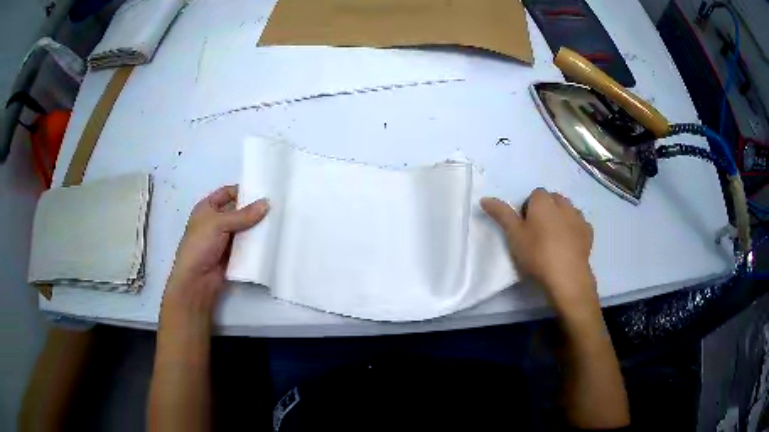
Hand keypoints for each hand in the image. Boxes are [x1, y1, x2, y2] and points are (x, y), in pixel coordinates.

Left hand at [162, 185, 268, 320]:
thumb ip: (243, 215)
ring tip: (279, 221)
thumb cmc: (200, 245)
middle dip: (254, 209)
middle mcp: (216, 221)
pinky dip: (257, 243)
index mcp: (207, 208)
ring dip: (257, 226)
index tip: (263, 191)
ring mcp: (224, 239)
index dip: (243, 190)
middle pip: (238, 210)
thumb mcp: (219, 224)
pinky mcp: (233, 254)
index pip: (227, 193)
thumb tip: (266, 203)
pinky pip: (247, 245)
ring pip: (244, 228)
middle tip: (276, 206)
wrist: (197, 280)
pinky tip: (272, 239)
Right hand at [481, 188, 596, 313]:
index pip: (534, 194)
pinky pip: (579, 224)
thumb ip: (501, 214)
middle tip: (537, 233)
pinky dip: (573, 229)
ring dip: (560, 218)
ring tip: (553, 239)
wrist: (566, 276)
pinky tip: (568, 245)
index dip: (528, 209)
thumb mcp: (513, 235)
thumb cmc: (537, 253)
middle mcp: (563, 203)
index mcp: (543, 201)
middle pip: (552, 199)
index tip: (525, 228)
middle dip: (546, 210)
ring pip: (567, 210)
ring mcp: (578, 217)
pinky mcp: (588, 232)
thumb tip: (485, 198)